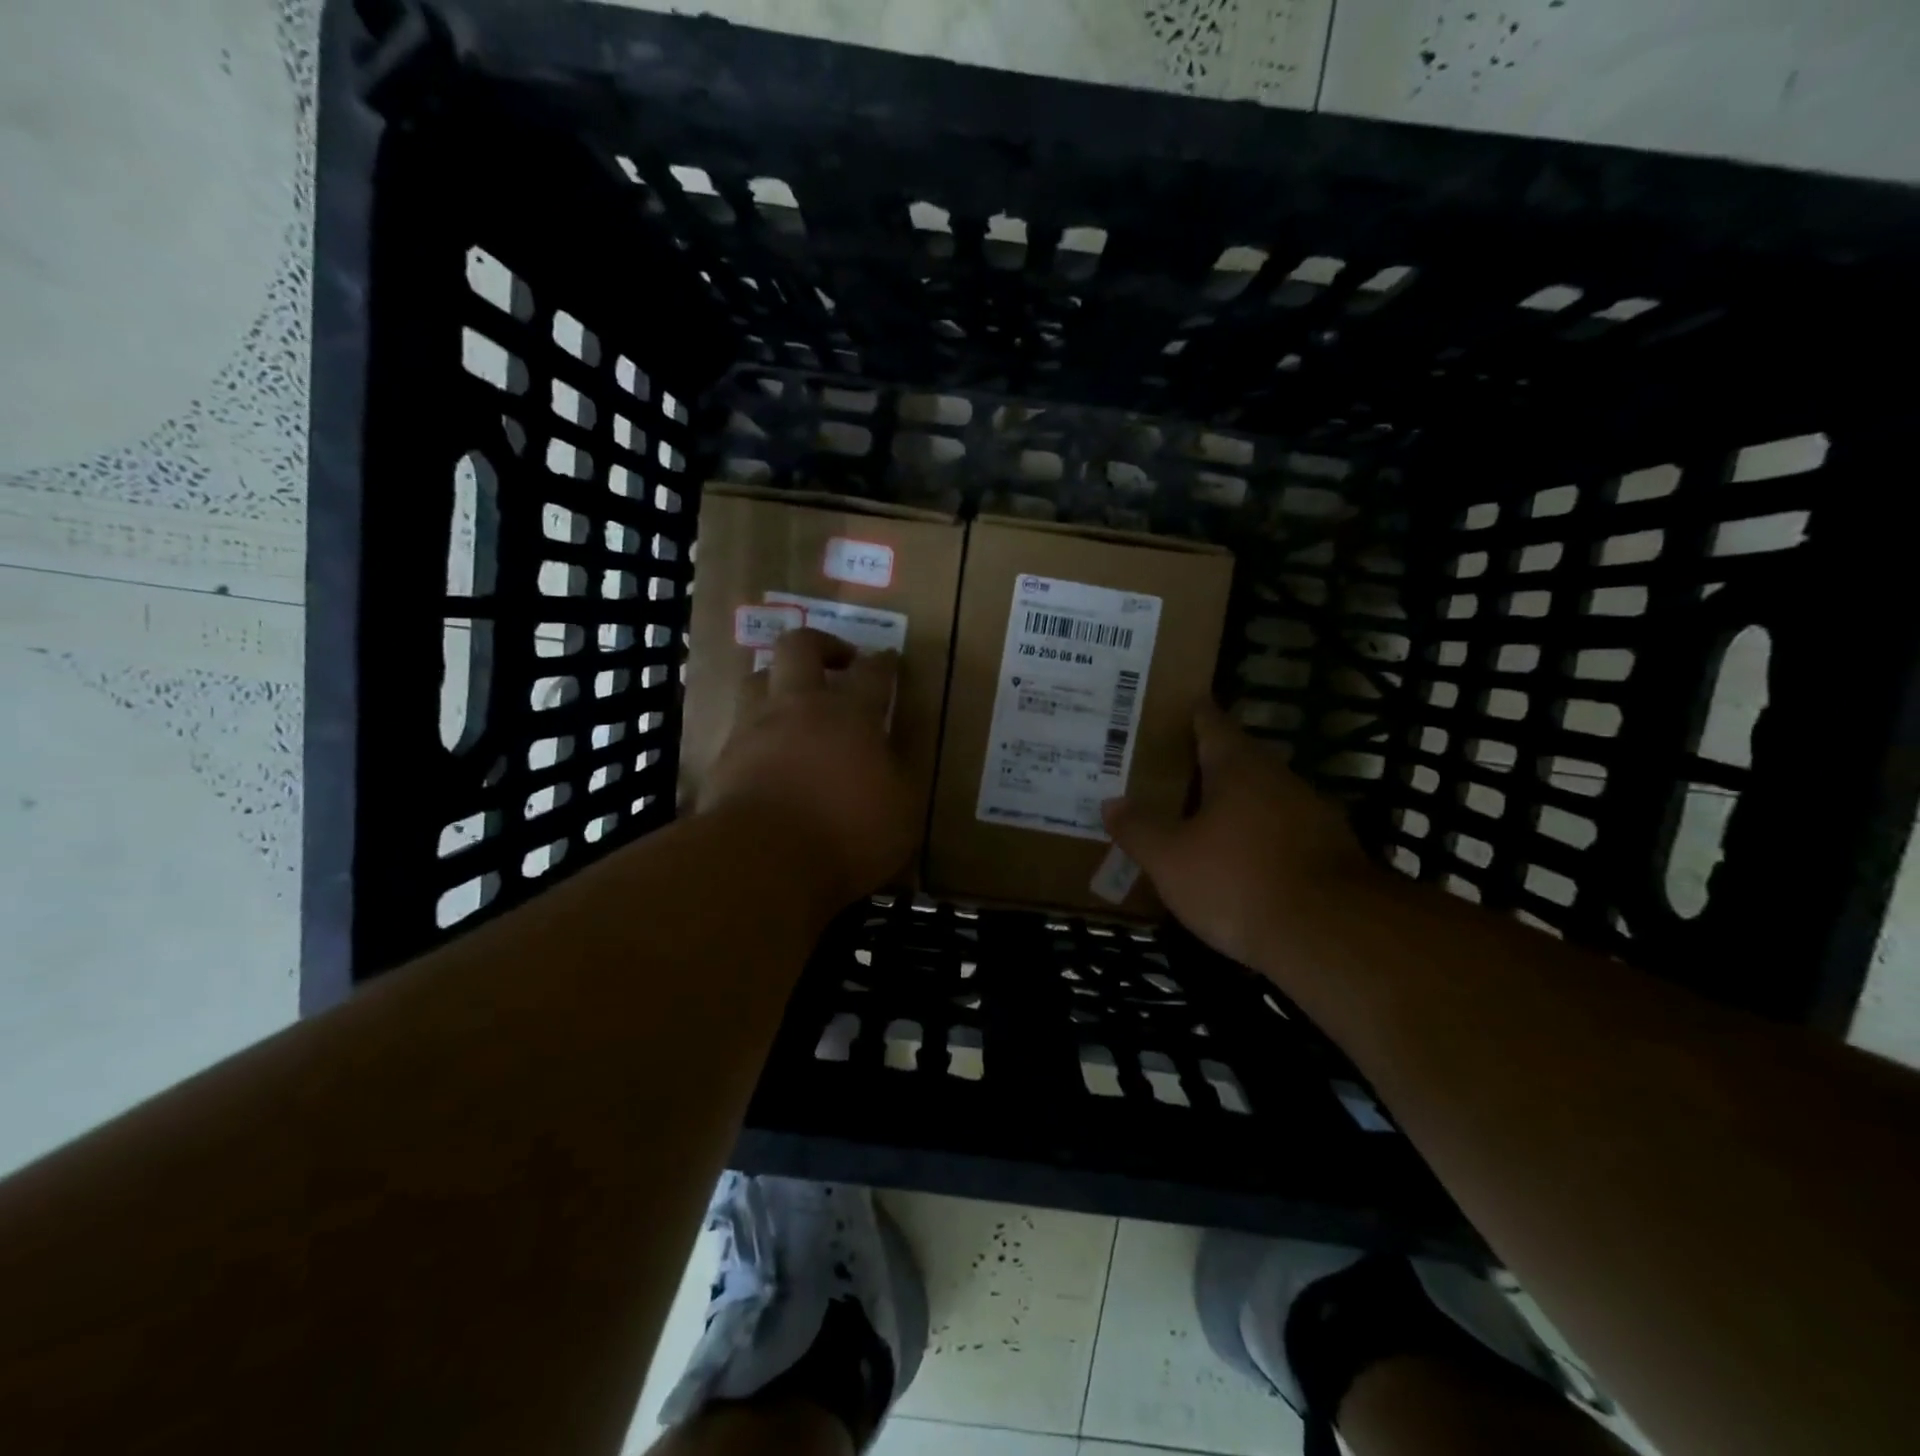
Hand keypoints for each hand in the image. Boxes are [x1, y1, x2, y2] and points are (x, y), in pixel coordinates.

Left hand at [700, 628, 917, 908]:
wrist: (761, 861)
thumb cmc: (846, 832)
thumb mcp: (901, 810)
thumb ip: (899, 773)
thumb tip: (893, 753)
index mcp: (850, 714)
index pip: (872, 672)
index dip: (883, 662)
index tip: (888, 659)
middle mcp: (799, 707)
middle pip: (800, 647)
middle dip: (821, 644)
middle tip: (838, 662)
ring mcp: (754, 729)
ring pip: (758, 679)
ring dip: (778, 682)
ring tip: (793, 704)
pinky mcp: (722, 759)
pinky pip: (739, 729)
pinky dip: (757, 733)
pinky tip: (766, 755)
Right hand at [1102, 702, 1368, 972]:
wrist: (1331, 936)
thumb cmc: (1238, 881)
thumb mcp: (1170, 859)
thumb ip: (1139, 829)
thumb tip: (1112, 803)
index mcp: (1238, 766)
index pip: (1211, 722)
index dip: (1189, 714)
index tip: (1168, 710)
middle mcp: (1279, 778)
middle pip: (1237, 759)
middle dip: (1204, 765)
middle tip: (1166, 773)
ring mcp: (1312, 814)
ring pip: (1262, 797)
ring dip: (1232, 804)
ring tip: (1197, 818)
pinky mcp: (1331, 852)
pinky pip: (1281, 832)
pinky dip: (1257, 837)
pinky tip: (1238, 861)